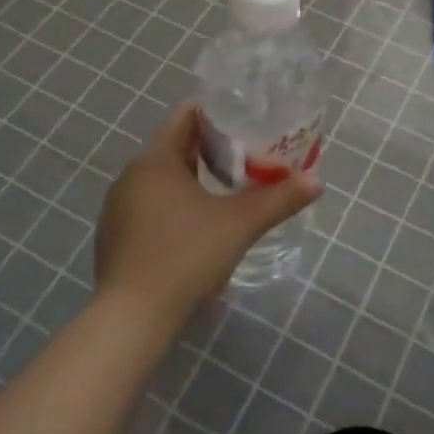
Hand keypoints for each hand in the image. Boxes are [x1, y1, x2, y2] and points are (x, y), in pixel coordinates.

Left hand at [95, 103, 321, 325]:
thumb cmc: (184, 257)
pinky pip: (151, 206)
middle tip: (249, 150)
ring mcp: (119, 209)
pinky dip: (177, 204)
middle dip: (212, 147)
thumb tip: (317, 181)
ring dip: (194, 177)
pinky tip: (200, 224)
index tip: (246, 114)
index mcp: (155, 160)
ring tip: (231, 185)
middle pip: (176, 147)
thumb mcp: (239, 225)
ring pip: (163, 179)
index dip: (217, 112)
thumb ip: (279, 199)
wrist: (130, 322)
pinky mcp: (116, 239)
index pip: (185, 117)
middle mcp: (131, 176)